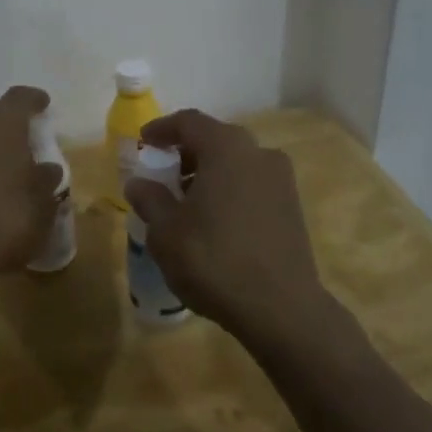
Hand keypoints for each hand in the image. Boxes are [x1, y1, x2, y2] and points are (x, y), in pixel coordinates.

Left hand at [0, 86, 63, 283]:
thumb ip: (46, 181)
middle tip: (25, 142)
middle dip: (9, 125)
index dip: (35, 100)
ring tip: (4, 167)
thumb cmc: (4, 218)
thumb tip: (46, 169)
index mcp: (1, 122)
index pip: (21, 97)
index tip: (44, 105)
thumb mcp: (42, 204)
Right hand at [123, 110, 330, 342]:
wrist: (281, 308)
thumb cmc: (214, 260)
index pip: (189, 122)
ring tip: (186, 201)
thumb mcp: (166, 232)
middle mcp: (259, 153)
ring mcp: (281, 180)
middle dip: (186, 152)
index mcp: (226, 148)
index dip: (162, 129)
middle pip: (216, 139)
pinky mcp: (292, 207)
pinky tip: (214, 220)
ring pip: (236, 163)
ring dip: (209, 173)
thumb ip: (150, 200)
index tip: (143, 142)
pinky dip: (230, 190)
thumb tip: (139, 184)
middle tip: (163, 173)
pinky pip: (252, 184)